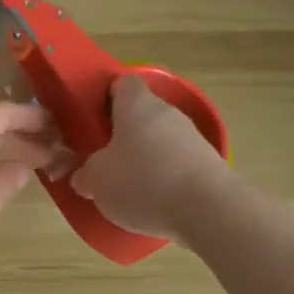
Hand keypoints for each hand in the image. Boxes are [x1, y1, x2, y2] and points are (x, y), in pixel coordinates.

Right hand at [69, 74, 228, 243]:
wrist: (208, 210)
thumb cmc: (142, 181)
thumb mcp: (97, 179)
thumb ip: (86, 173)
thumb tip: (84, 176)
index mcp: (137, 105)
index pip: (122, 83)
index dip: (106, 97)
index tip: (93, 120)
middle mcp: (167, 112)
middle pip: (142, 114)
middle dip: (123, 134)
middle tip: (105, 159)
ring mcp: (193, 137)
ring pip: (161, 140)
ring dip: (146, 157)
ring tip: (129, 187)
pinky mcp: (210, 164)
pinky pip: (178, 163)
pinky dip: (166, 177)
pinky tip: (155, 202)